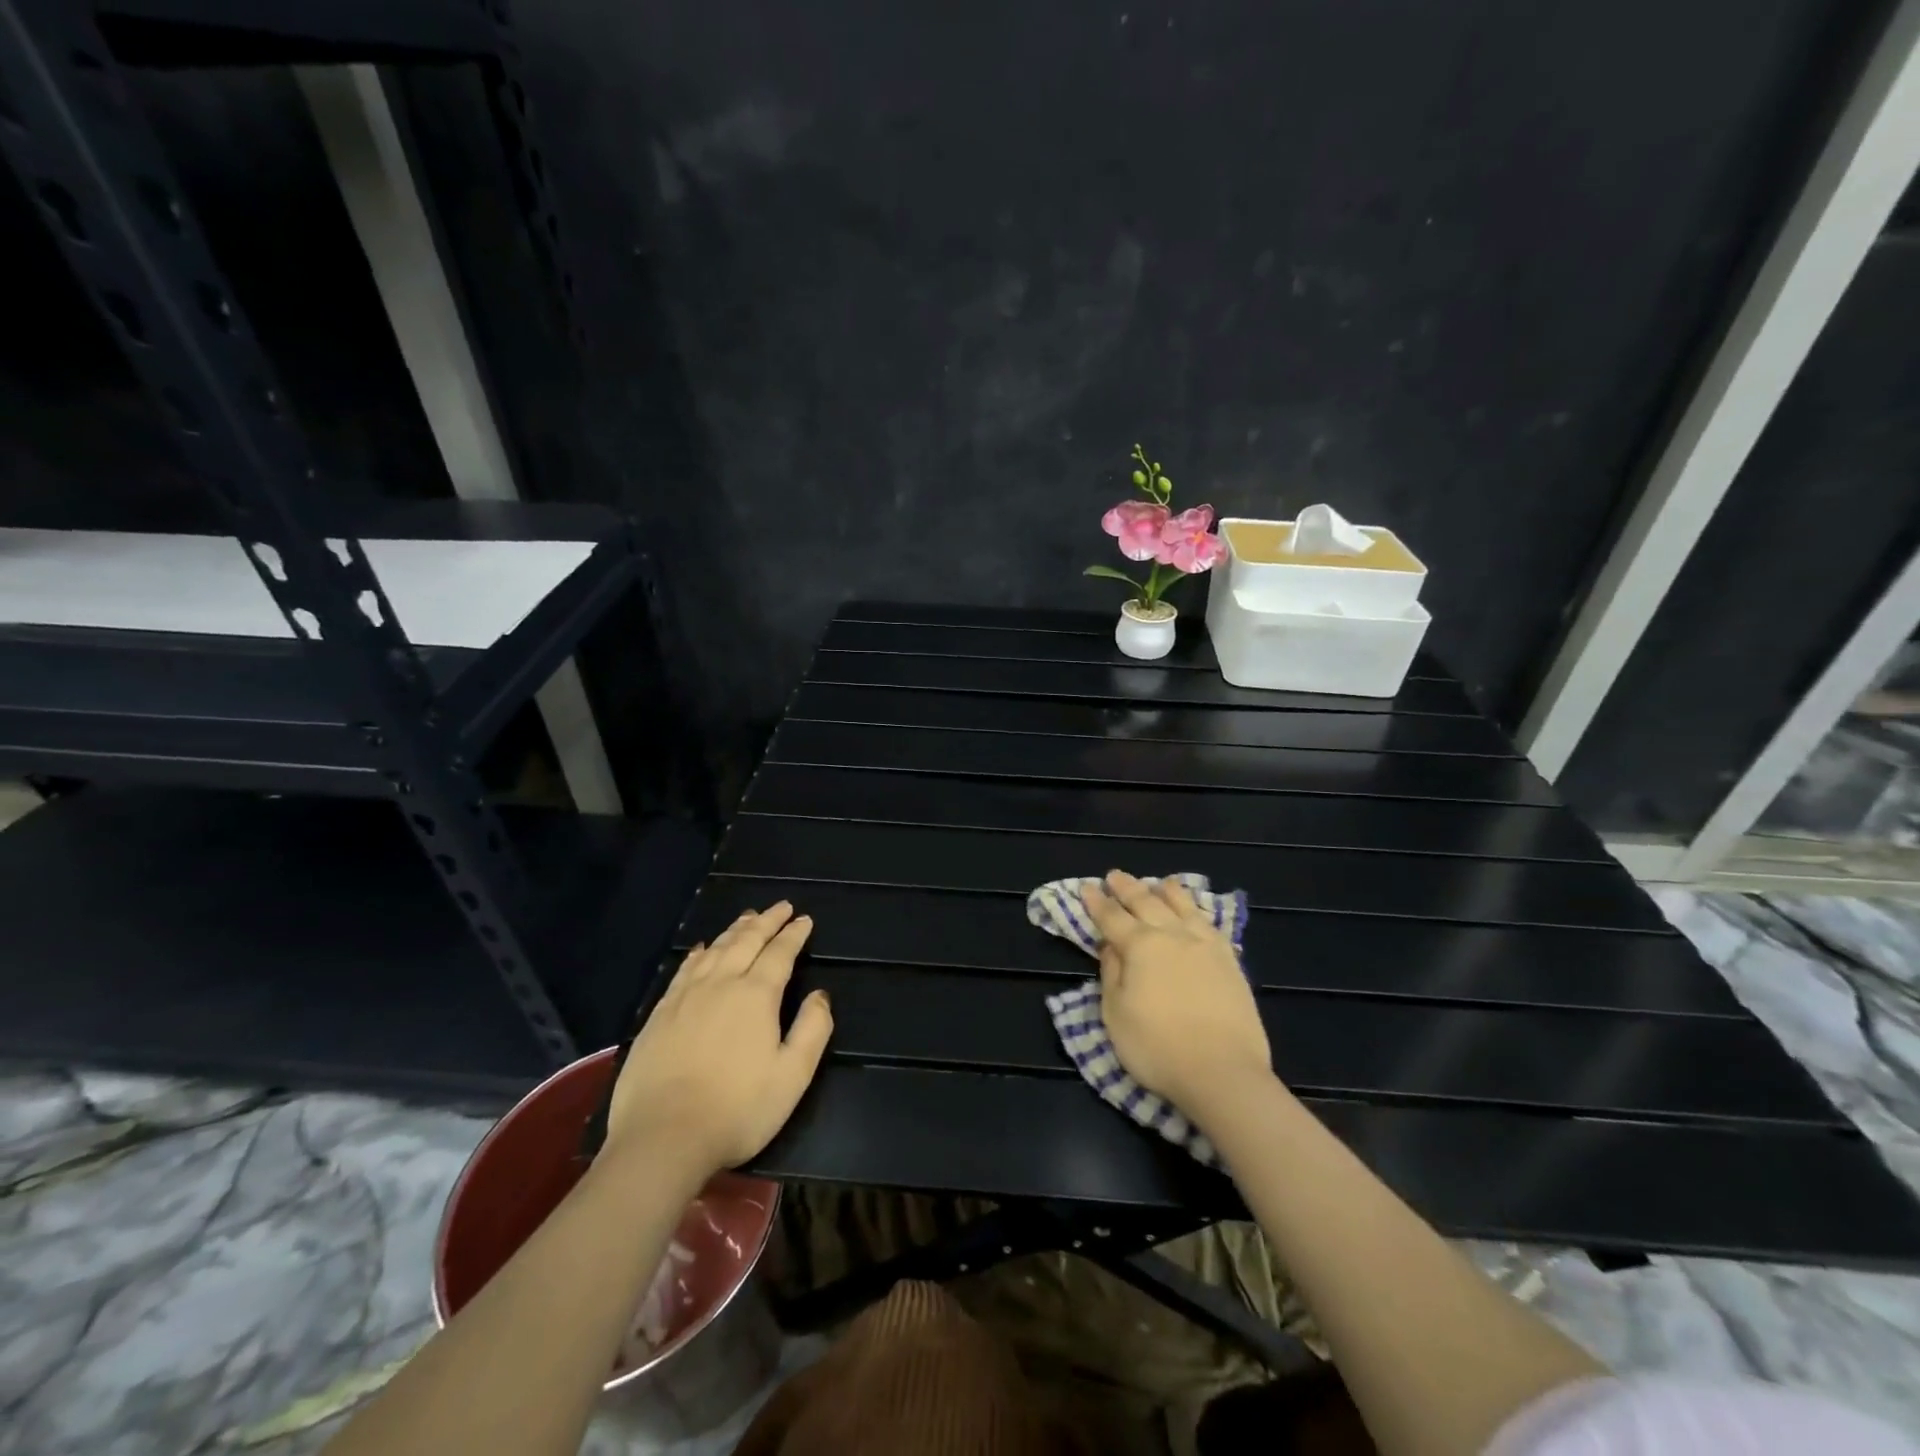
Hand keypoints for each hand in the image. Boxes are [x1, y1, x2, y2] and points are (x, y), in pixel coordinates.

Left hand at [606, 902, 832, 1177]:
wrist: (661, 1139)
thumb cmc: (737, 1110)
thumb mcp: (792, 1076)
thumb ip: (813, 1030)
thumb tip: (820, 995)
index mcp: (756, 996)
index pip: (780, 953)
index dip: (794, 934)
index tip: (804, 919)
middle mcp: (721, 984)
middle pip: (746, 941)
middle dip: (766, 921)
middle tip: (781, 907)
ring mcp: (685, 997)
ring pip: (714, 950)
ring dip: (735, 930)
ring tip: (747, 917)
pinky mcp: (659, 1015)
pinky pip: (684, 970)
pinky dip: (698, 953)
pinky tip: (701, 949)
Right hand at [1084, 870, 1273, 1128]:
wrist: (1223, 1072)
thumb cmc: (1157, 1048)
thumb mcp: (1116, 1014)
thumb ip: (1111, 974)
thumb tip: (1110, 946)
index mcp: (1140, 946)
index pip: (1111, 917)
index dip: (1097, 902)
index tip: (1087, 886)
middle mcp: (1172, 935)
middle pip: (1146, 903)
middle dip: (1127, 888)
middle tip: (1114, 875)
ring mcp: (1204, 945)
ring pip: (1182, 906)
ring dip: (1165, 891)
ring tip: (1158, 882)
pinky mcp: (1229, 961)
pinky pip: (1209, 923)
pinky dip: (1197, 910)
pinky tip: (1194, 911)